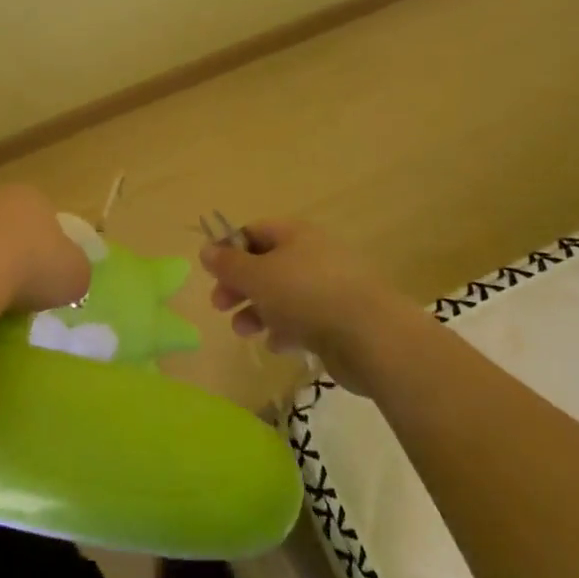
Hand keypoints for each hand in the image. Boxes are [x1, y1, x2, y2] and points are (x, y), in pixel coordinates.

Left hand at [0, 185, 90, 317]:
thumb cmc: (32, 267)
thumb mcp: (76, 273)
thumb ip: (76, 269)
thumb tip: (69, 275)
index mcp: (30, 196)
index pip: (47, 217)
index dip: (53, 247)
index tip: (53, 276)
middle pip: (12, 230)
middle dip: (18, 257)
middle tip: (28, 291)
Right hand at [200, 220, 430, 388]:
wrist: (372, 337)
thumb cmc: (306, 296)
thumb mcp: (257, 276)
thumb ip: (228, 264)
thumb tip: (206, 249)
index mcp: (295, 234)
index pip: (254, 232)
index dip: (229, 249)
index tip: (212, 273)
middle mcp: (314, 255)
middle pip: (266, 264)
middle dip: (240, 285)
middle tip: (220, 305)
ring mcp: (330, 287)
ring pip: (283, 294)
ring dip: (258, 311)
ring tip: (243, 331)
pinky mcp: (340, 319)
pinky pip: (304, 319)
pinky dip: (285, 330)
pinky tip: (276, 346)